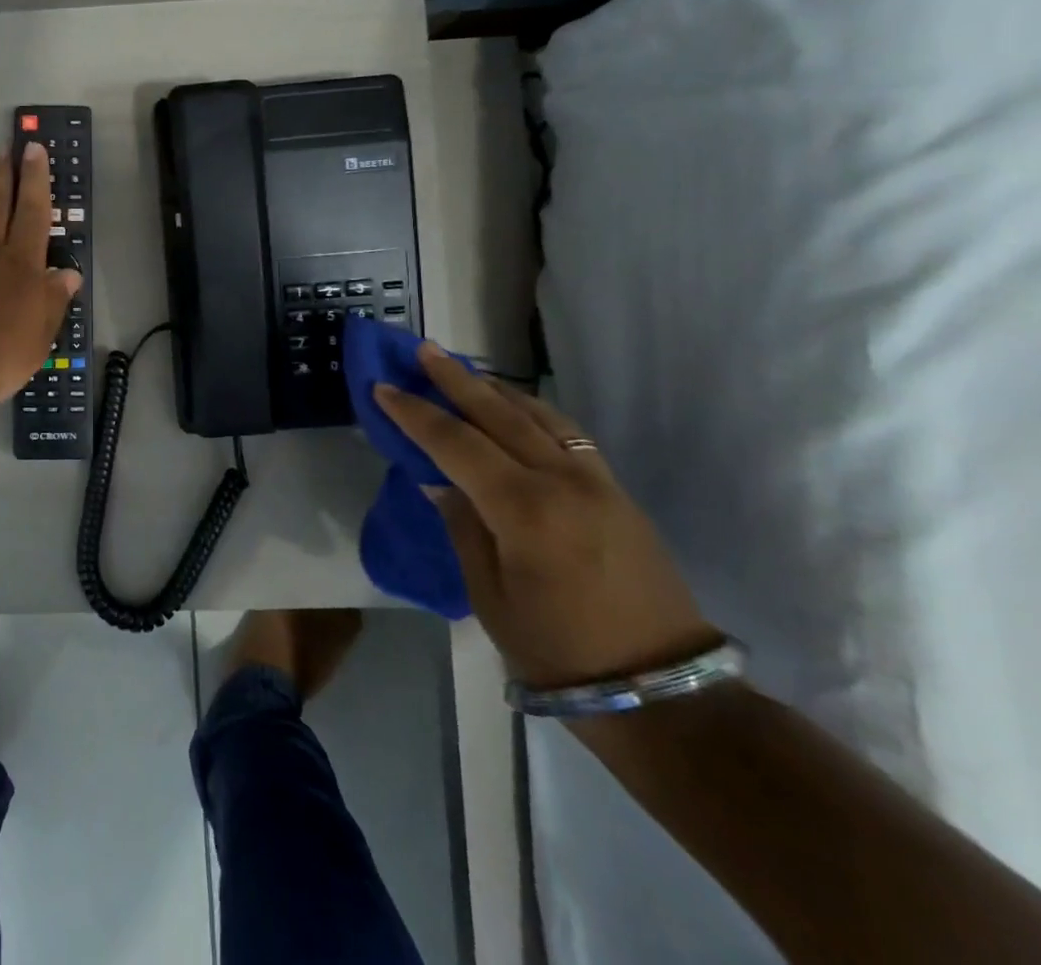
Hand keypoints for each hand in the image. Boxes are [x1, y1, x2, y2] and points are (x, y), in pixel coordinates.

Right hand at [375, 346, 720, 692]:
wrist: (660, 691)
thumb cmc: (556, 650)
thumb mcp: (488, 593)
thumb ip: (462, 525)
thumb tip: (438, 481)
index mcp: (524, 511)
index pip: (456, 444)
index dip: (415, 414)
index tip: (382, 389)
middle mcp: (562, 482)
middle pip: (499, 415)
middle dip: (456, 380)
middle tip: (423, 351)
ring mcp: (597, 483)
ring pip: (538, 416)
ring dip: (496, 389)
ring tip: (464, 370)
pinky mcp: (616, 492)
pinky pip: (567, 434)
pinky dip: (533, 411)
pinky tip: (515, 407)